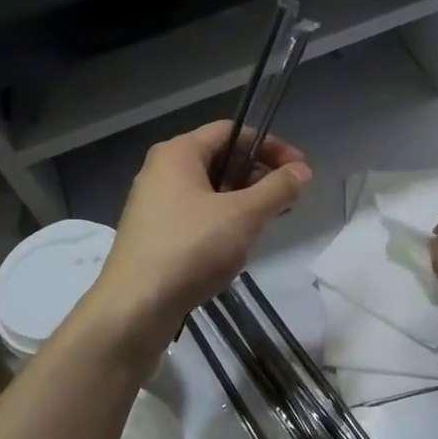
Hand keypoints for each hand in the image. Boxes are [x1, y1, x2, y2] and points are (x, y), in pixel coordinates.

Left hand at [85, 121, 311, 352]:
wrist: (136, 306)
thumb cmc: (191, 249)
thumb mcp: (244, 216)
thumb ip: (277, 189)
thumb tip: (302, 171)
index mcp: (178, 154)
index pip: (231, 132)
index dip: (270, 145)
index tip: (299, 168)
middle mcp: (161, 171)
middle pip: (220, 159)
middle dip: (258, 175)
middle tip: (288, 197)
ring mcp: (154, 204)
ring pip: (209, 190)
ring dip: (243, 200)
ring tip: (269, 221)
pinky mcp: (154, 234)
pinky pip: (197, 214)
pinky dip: (223, 220)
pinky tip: (238, 244)